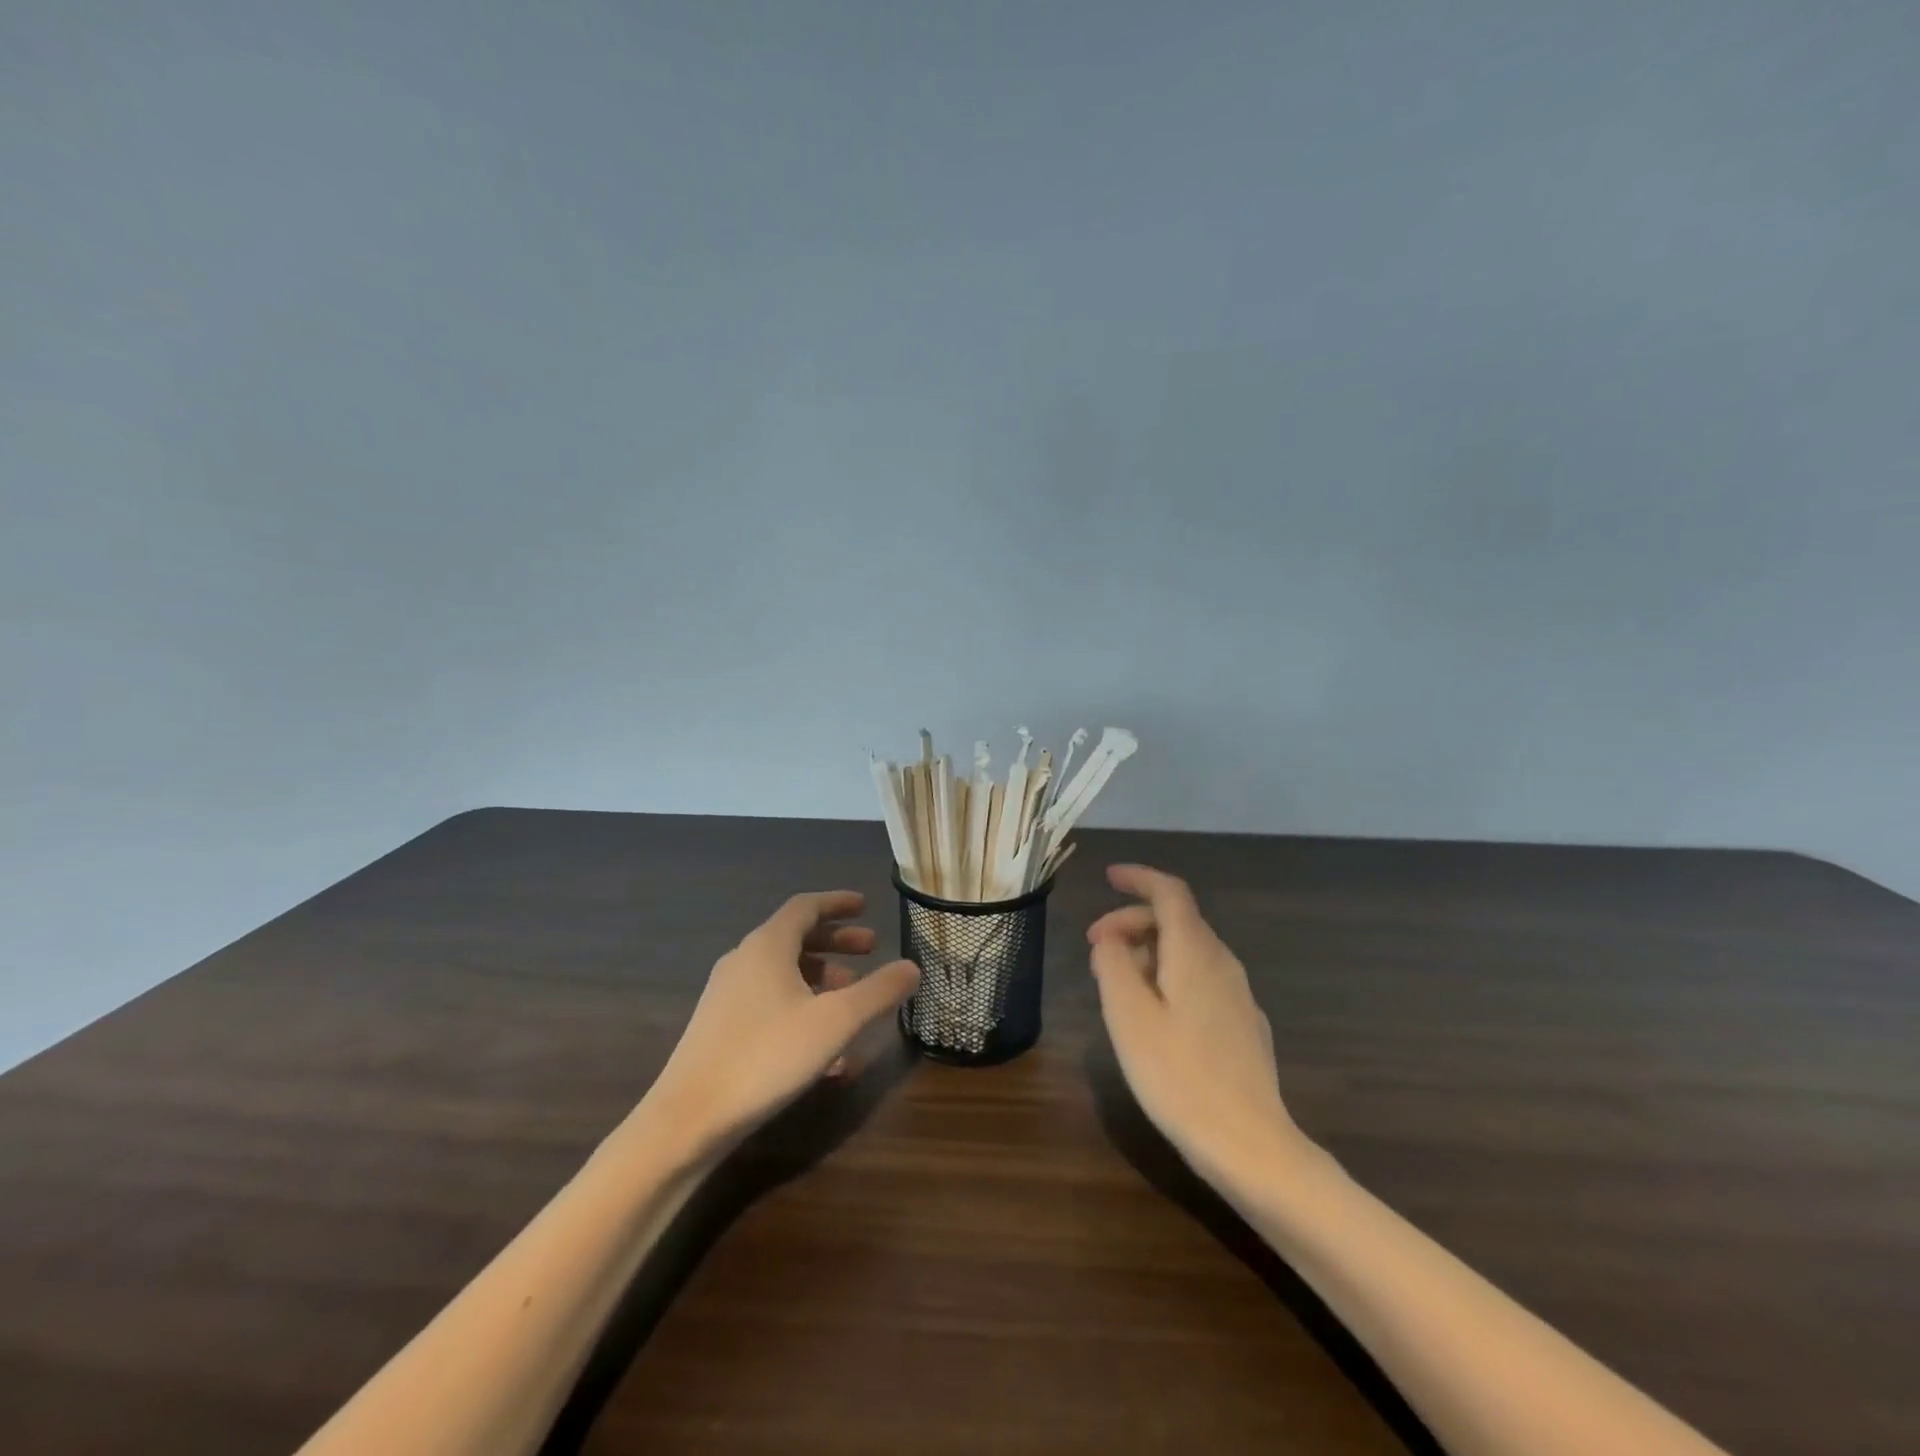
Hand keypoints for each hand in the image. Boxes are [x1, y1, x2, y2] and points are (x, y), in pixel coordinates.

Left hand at [639, 891, 918, 1161]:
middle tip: (870, 949)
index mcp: (767, 946)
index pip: (805, 906)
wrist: (688, 1119)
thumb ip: (877, 991)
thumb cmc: (767, 1056)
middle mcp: (744, 961)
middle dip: (836, 942)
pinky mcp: (720, 1029)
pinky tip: (827, 1051)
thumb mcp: (835, 1022)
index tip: (865, 905)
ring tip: (852, 1000)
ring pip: (783, 974)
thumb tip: (911, 967)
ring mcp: (727, 996)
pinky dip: (802, 1010)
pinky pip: (770, 1004)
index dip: (838, 902)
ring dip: (821, 979)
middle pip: (796, 938)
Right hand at [1087, 864, 1305, 1182]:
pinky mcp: (1243, 1025)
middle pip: (1177, 921)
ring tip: (1114, 983)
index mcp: (1195, 952)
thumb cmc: (1179, 1076)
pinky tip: (1152, 1014)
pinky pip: (1200, 980)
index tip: (1108, 876)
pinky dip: (1168, 977)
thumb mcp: (1128, 1016)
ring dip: (1147, 952)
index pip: (1170, 892)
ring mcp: (1238, 995)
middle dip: (1132, 922)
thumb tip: (1110, 938)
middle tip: (1094, 947)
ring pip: (1188, 952)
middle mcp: (1222, 963)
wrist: (1250, 1146)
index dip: (1139, 877)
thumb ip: (1113, 965)